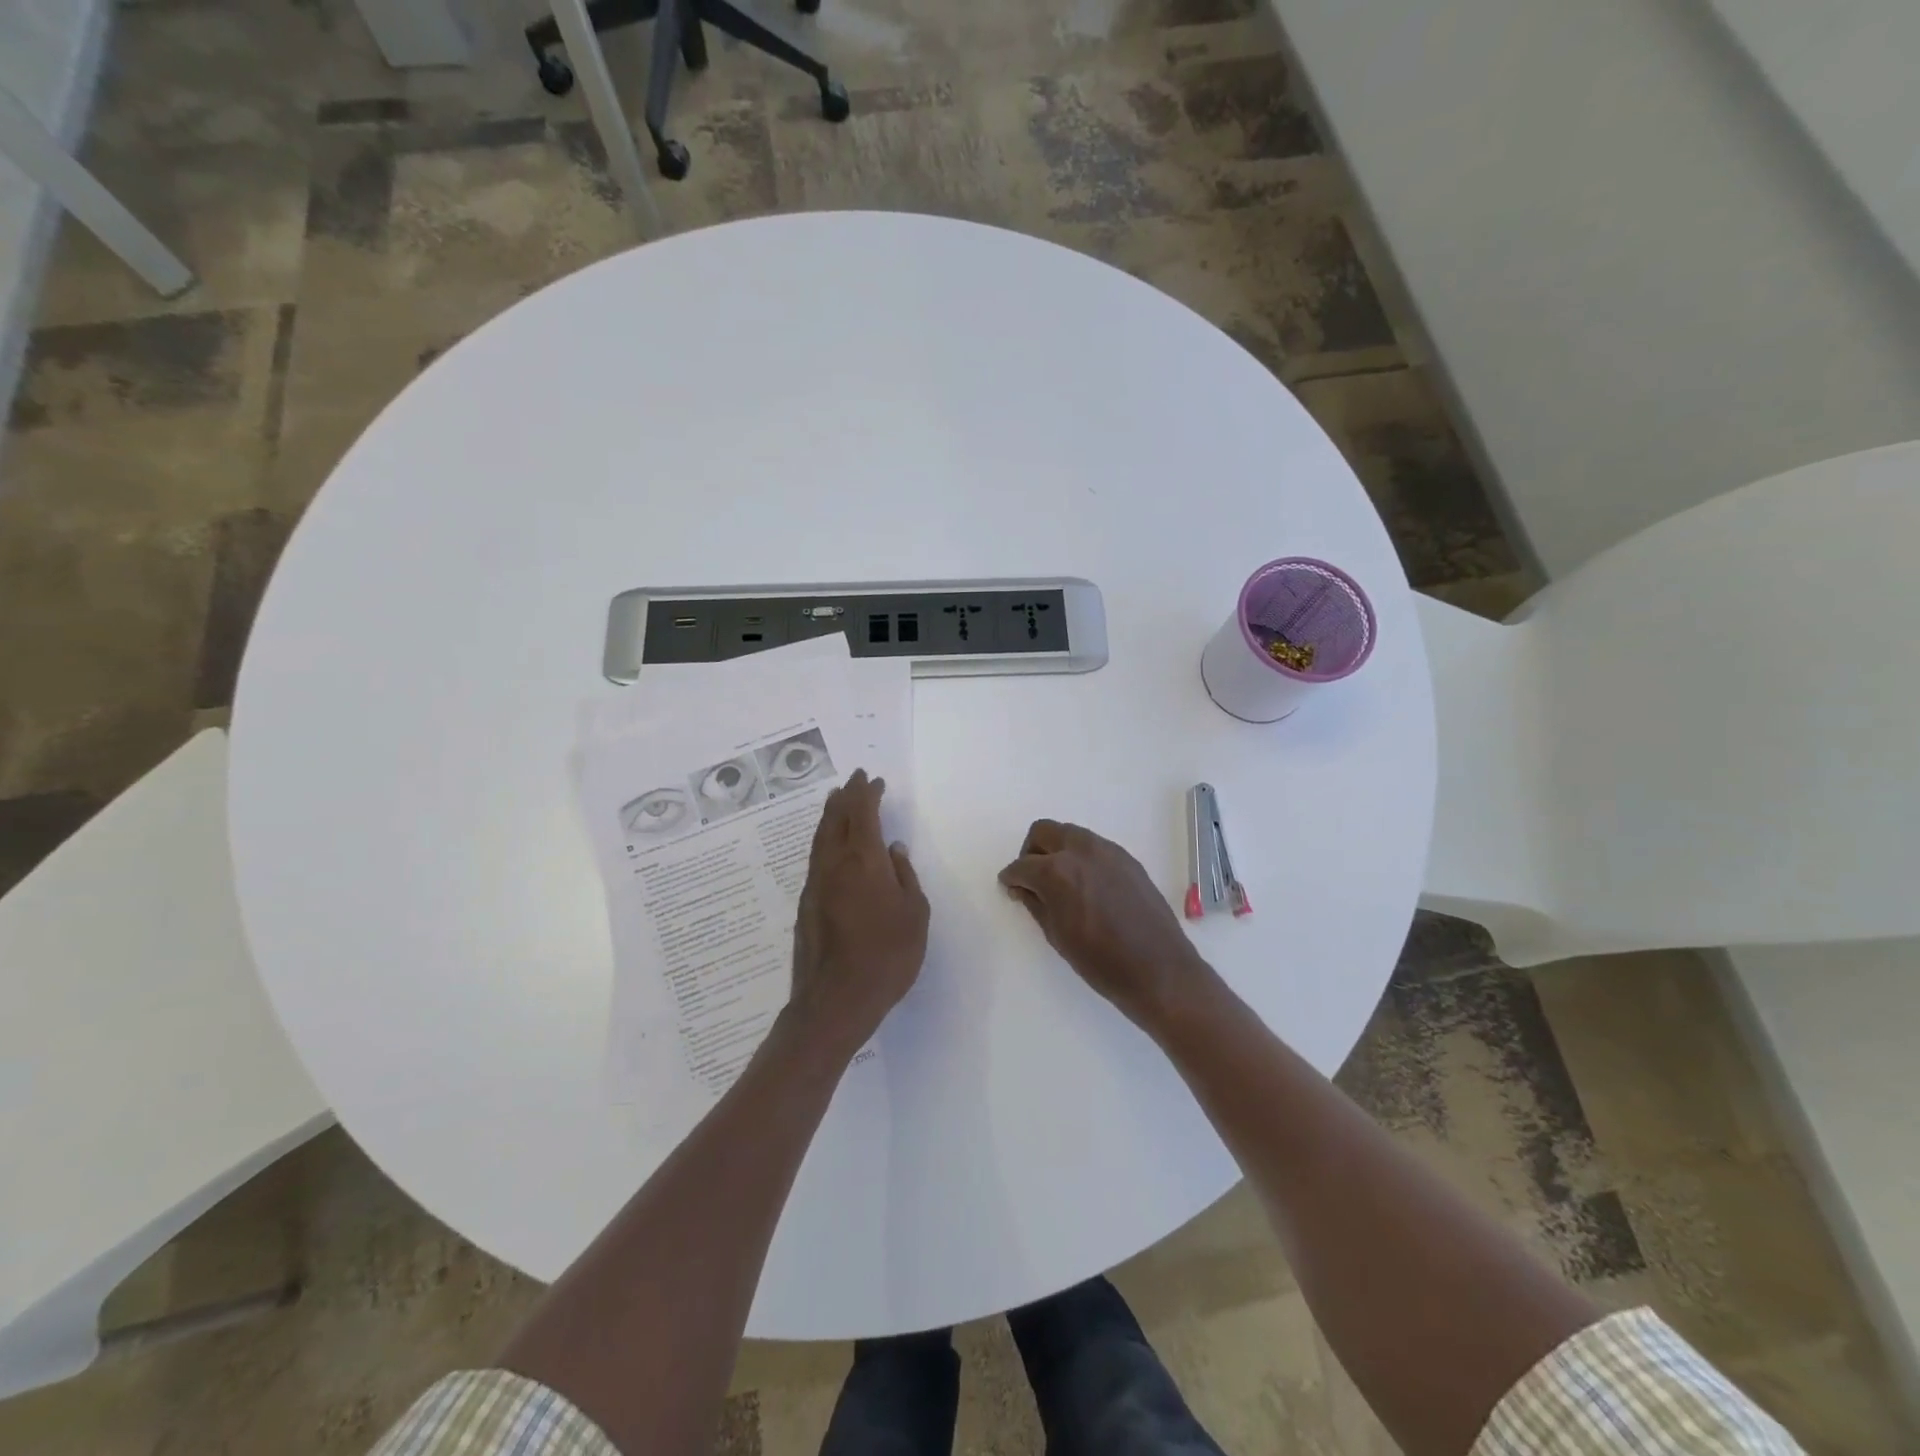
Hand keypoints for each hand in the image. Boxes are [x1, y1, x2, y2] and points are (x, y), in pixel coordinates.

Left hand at [788, 769, 929, 1055]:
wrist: (835, 1000)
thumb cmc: (887, 956)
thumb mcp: (914, 915)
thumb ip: (904, 877)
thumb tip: (893, 850)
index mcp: (863, 860)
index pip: (863, 814)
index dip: (868, 794)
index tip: (874, 780)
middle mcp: (834, 863)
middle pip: (836, 818)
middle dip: (846, 796)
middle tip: (854, 780)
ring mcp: (816, 883)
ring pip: (821, 837)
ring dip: (831, 814)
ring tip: (837, 801)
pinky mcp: (806, 903)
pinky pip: (816, 856)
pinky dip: (824, 838)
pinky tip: (830, 844)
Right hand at [999, 820, 1211, 1031]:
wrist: (1159, 970)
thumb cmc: (1100, 962)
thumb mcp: (1057, 935)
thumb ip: (1036, 903)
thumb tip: (1024, 888)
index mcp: (1057, 871)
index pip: (1022, 865)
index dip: (1011, 878)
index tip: (1010, 889)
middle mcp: (1081, 851)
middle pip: (1043, 832)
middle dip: (1031, 852)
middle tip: (1031, 879)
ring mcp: (1108, 851)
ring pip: (1070, 834)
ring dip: (1057, 850)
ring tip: (1060, 882)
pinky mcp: (1127, 859)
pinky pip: (1094, 846)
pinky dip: (1081, 858)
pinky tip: (1087, 886)